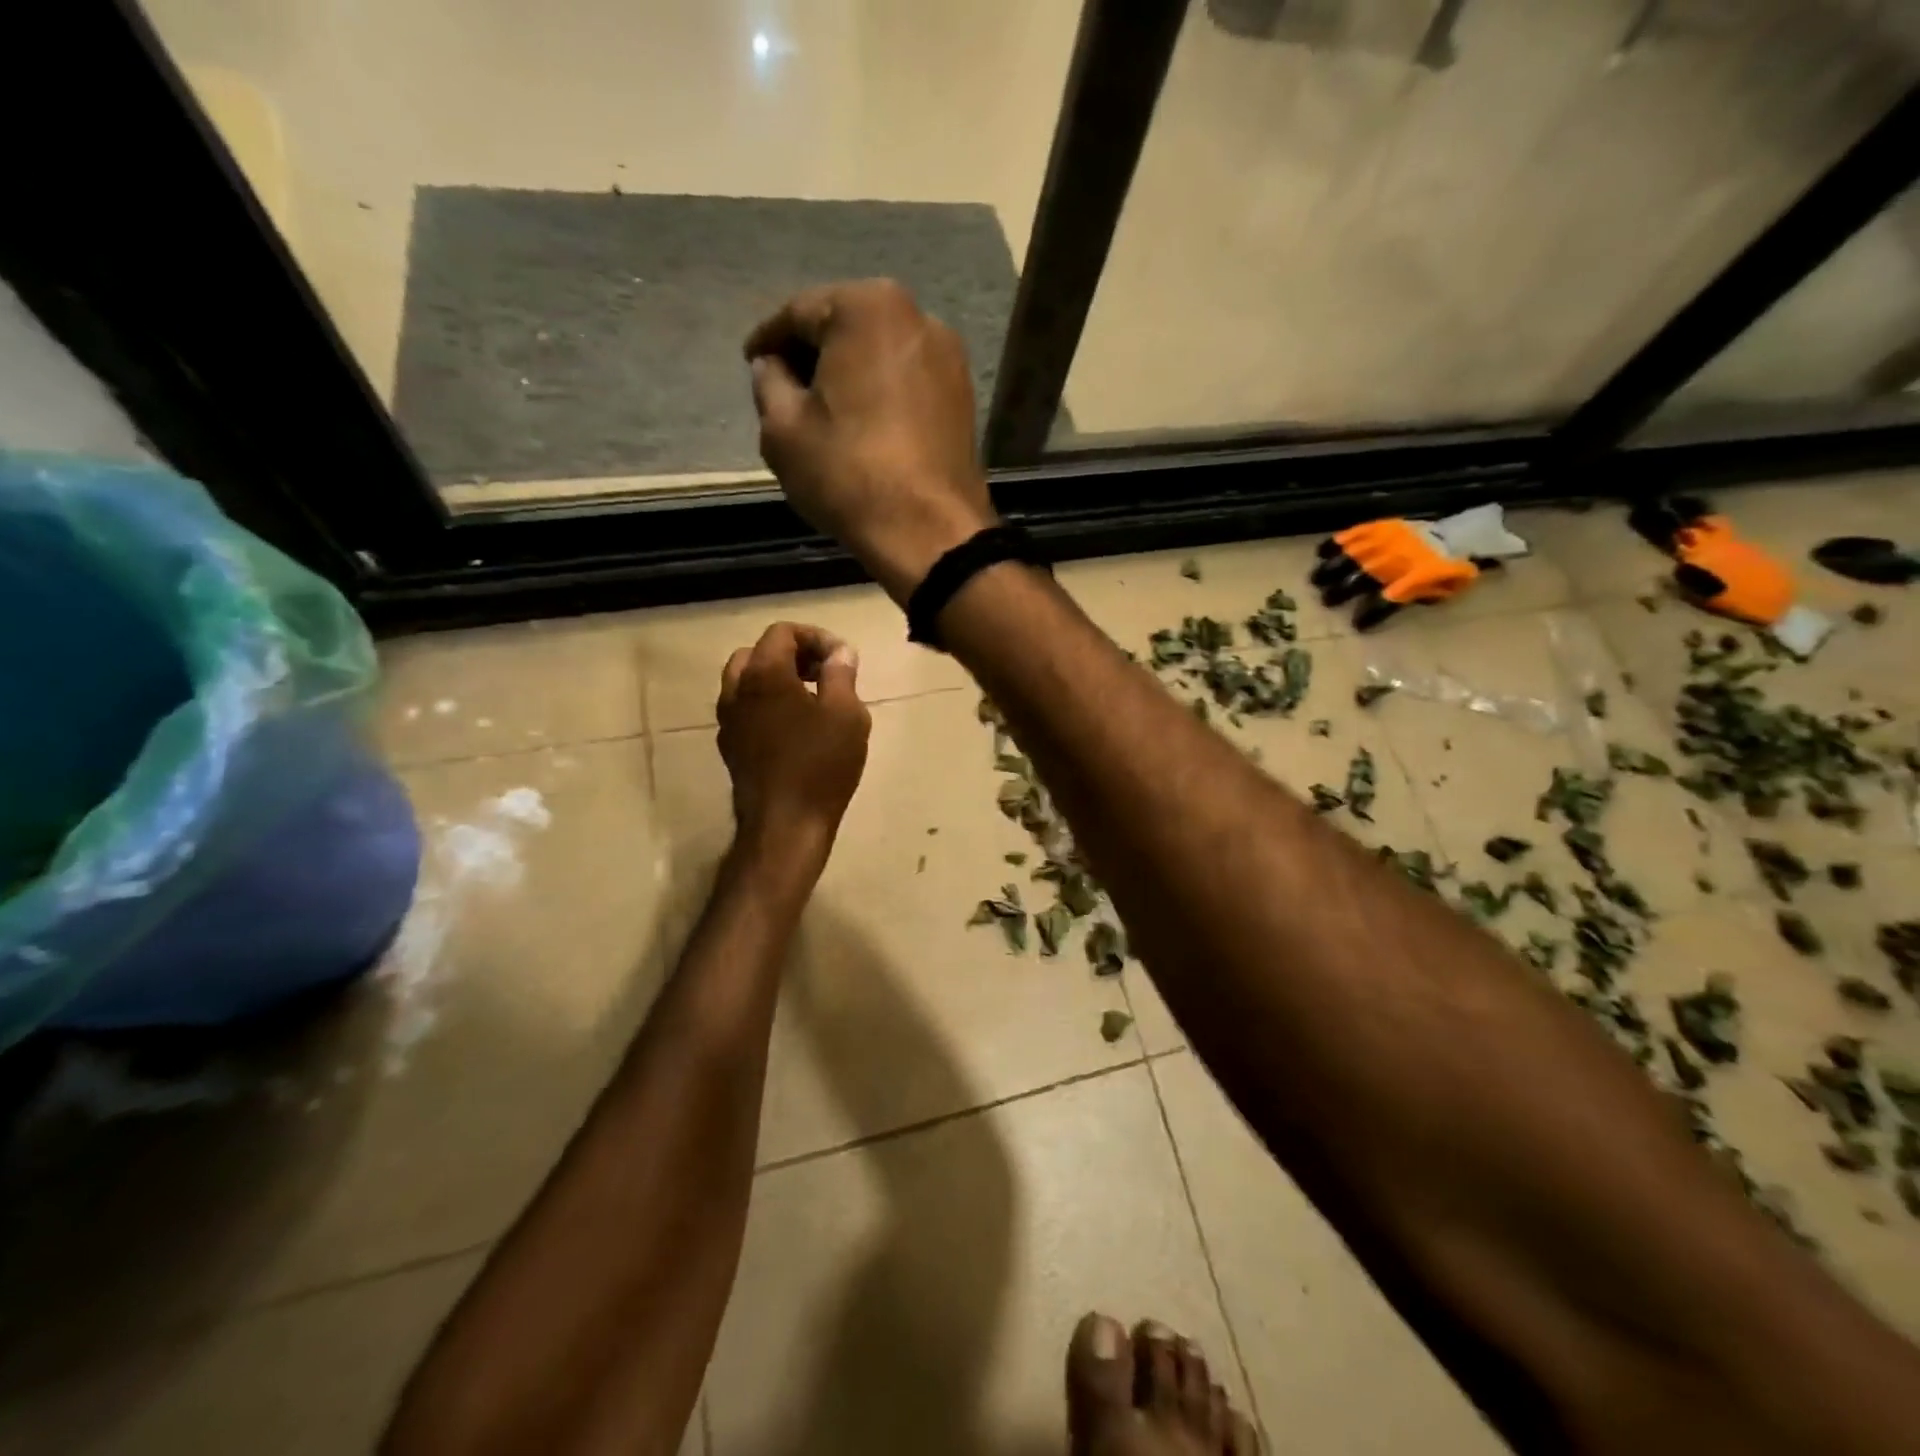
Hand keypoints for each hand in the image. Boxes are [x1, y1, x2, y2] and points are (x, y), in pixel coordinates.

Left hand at [717, 623, 871, 863]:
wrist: (785, 825)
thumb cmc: (821, 765)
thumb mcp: (846, 714)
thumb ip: (841, 674)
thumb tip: (839, 652)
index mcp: (764, 675)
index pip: (782, 633)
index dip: (815, 637)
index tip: (842, 659)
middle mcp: (737, 692)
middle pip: (757, 654)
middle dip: (791, 656)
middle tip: (823, 673)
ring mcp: (729, 722)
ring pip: (746, 684)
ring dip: (776, 681)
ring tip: (812, 701)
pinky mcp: (731, 749)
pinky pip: (746, 712)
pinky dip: (767, 706)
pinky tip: (796, 730)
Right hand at [745, 279, 997, 601]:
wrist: (931, 533)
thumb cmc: (849, 474)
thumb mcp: (783, 430)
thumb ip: (768, 384)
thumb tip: (772, 367)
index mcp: (867, 307)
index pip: (799, 313)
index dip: (769, 341)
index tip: (752, 363)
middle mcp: (917, 316)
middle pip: (846, 328)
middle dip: (813, 356)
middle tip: (785, 389)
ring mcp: (949, 358)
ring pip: (880, 356)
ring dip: (849, 376)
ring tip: (823, 413)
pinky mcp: (963, 397)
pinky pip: (907, 383)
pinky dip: (881, 395)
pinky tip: (863, 426)